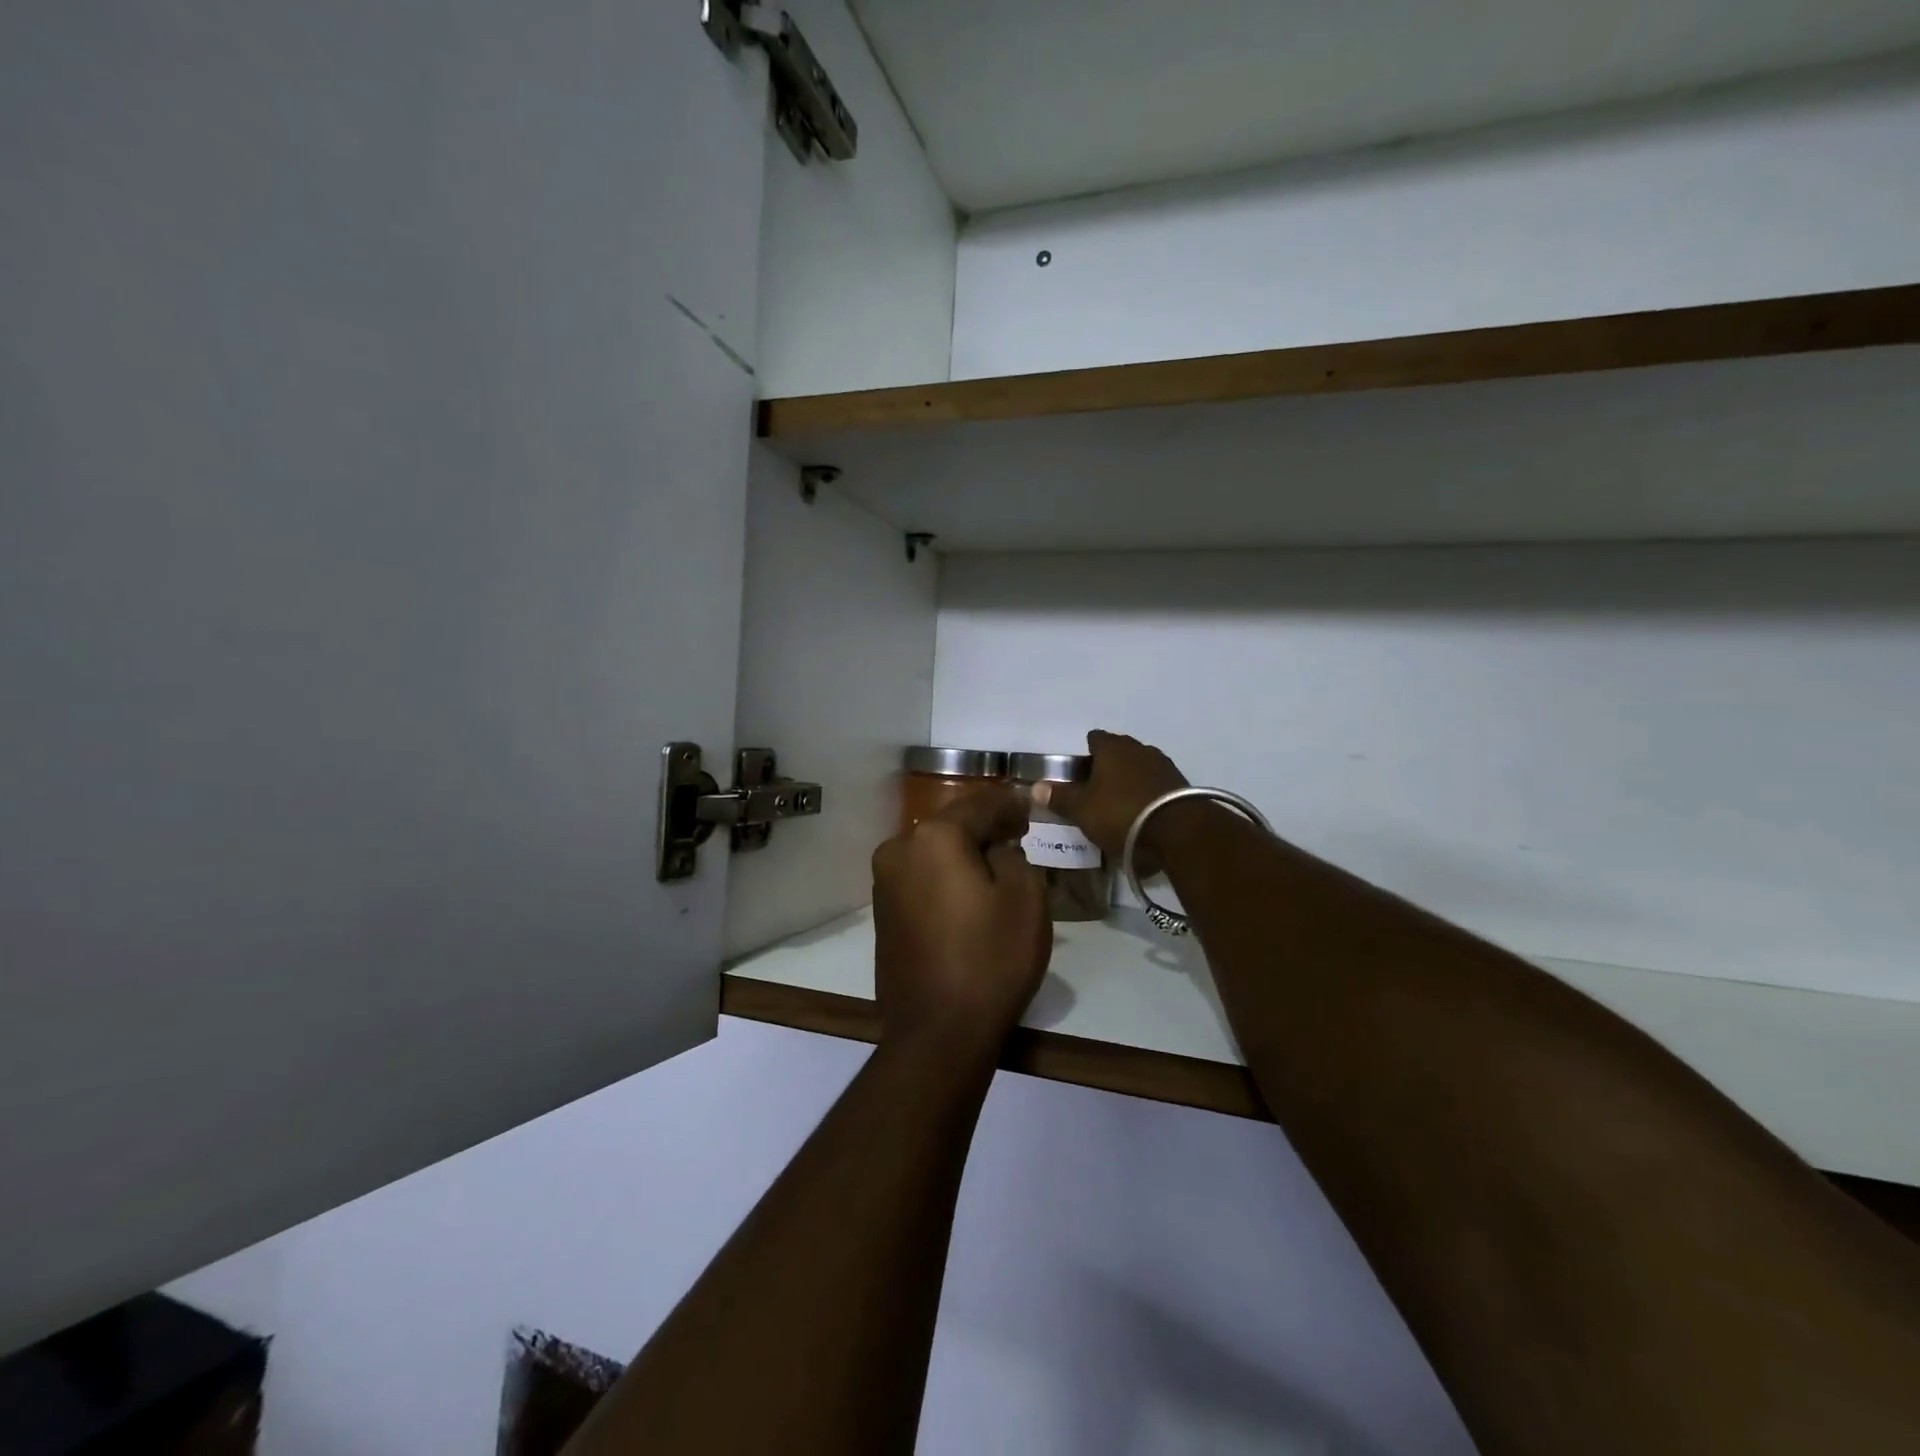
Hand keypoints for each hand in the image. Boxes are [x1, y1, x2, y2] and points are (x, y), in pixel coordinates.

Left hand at [871, 785, 1051, 1064]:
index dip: (1009, 803)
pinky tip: (966, 889)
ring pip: (932, 851)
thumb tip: (995, 848)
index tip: (1029, 805)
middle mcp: (899, 849)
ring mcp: (884, 882)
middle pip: (950, 824)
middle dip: (984, 824)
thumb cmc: (990, 960)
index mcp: (934, 837)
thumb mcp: (1025, 899)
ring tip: (994, 859)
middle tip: (1016, 830)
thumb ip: (1013, 855)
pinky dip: (943, 874)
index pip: (979, 805)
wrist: (937, 1032)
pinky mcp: (882, 912)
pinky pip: (920, 877)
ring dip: (961, 851)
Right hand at [1036, 730, 1188, 864]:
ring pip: (1139, 767)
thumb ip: (1059, 797)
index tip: (1077, 772)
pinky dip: (1147, 793)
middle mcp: (1139, 749)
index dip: (1084, 753)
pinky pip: (1156, 784)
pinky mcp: (1181, 785)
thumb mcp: (1082, 809)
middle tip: (1094, 789)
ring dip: (1129, 779)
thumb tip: (1035, 787)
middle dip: (1107, 766)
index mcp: (1112, 748)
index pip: (1095, 739)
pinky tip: (1141, 812)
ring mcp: (1163, 765)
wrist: (1179, 832)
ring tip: (1118, 803)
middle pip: (1118, 751)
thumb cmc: (1121, 813)